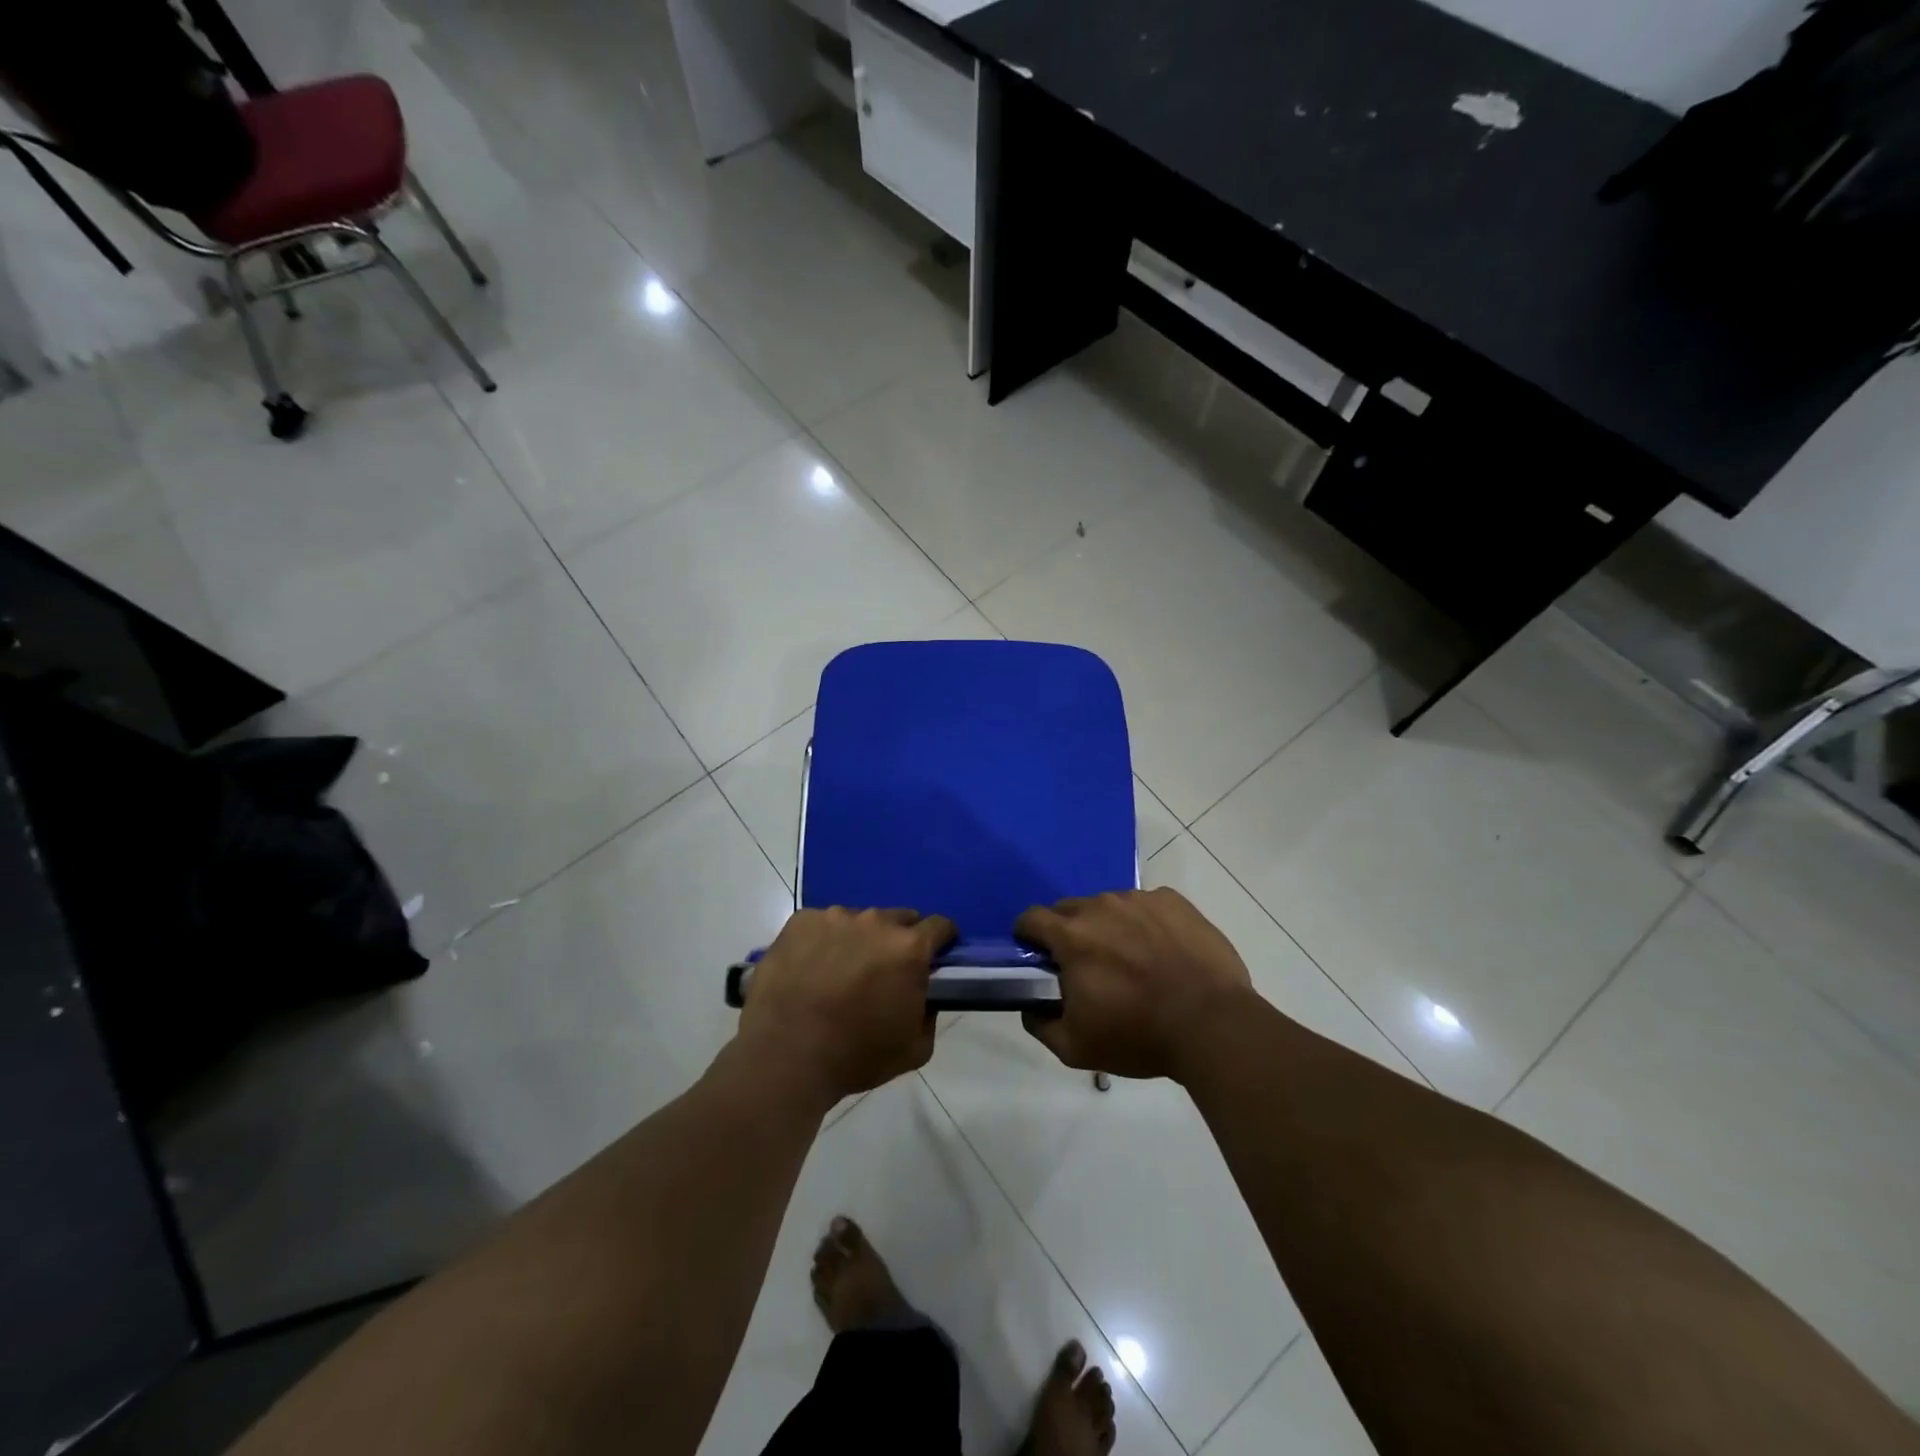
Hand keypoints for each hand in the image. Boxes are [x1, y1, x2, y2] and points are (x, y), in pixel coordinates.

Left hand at [737, 907, 955, 1104]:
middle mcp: (876, 921)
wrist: (785, 1056)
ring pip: (859, 921)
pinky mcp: (800, 921)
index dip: (941, 941)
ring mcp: (835, 917)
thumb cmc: (856, 1056)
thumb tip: (923, 994)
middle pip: (899, 919)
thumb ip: (929, 1013)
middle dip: (899, 940)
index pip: (940, 926)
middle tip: (884, 971)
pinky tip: (810, 969)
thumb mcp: (915, 1048)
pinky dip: (823, 941)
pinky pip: (821, 924)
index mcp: (909, 948)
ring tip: (839, 972)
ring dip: (859, 940)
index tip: (933, 957)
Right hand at [1016, 888, 1254, 1080]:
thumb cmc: (1138, 1036)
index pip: (1031, 918)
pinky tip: (1162, 951)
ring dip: (1108, 925)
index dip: (1027, 935)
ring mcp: (1139, 899)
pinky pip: (1146, 905)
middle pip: (1069, 908)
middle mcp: (1101, 906)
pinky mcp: (1173, 901)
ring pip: (1109, 905)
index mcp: (1071, 936)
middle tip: (1085, 964)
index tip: (1037, 955)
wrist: (1212, 1024)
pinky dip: (1144, 923)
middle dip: (1067, 931)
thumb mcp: (1076, 1048)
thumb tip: (1030, 1008)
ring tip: (1131, 959)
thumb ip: (1041, 1025)